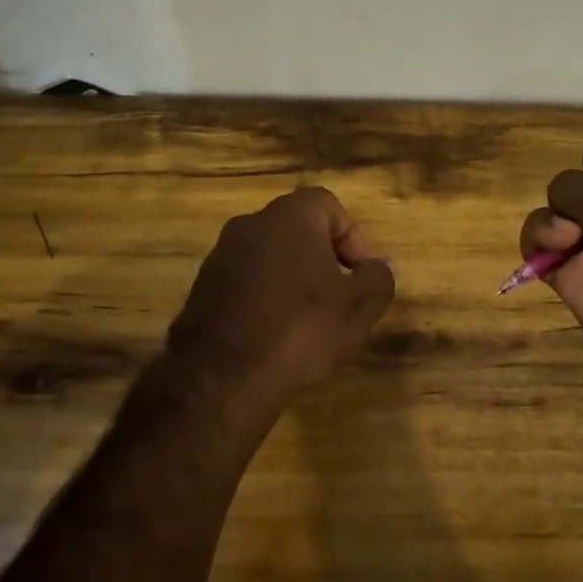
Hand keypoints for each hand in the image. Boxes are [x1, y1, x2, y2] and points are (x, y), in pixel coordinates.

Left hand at [167, 187, 396, 404]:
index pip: (329, 206)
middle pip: (298, 229)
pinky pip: (245, 280)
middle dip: (323, 258)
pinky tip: (274, 333)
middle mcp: (251, 223)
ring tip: (307, 319)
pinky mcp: (202, 286)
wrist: (223, 375)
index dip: (352, 238)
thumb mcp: (357, 308)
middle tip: (338, 296)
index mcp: (290, 215)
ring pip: (270, 255)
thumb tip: (379, 266)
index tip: (360, 275)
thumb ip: (377, 279)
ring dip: (292, 278)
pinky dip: (264, 296)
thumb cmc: (301, 329)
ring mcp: (221, 254)